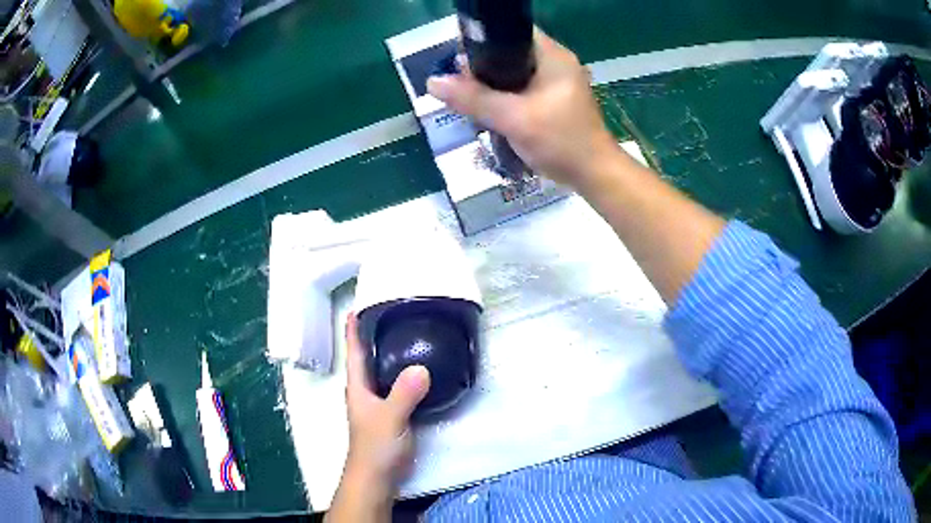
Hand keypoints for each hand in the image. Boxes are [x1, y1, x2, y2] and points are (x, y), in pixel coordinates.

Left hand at [326, 314, 430, 521]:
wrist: (377, 477)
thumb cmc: (376, 447)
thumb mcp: (390, 418)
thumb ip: (404, 394)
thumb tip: (421, 367)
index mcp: (358, 387)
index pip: (355, 353)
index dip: (353, 330)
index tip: (355, 307)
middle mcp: (365, 392)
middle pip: (367, 358)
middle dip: (373, 336)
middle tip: (389, 314)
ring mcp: (377, 404)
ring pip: (382, 373)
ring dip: (389, 354)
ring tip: (405, 336)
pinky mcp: (391, 415)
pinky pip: (396, 386)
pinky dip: (404, 374)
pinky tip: (418, 371)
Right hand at [427, 29, 617, 187]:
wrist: (594, 175)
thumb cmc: (561, 141)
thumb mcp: (514, 118)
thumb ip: (474, 99)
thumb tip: (433, 83)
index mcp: (552, 56)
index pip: (511, 32)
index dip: (483, 42)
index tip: (459, 62)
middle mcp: (555, 63)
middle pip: (509, 53)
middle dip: (482, 68)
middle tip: (460, 87)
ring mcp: (555, 82)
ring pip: (512, 74)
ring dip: (491, 86)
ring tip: (468, 101)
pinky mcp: (553, 100)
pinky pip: (520, 90)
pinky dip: (503, 98)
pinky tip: (488, 112)